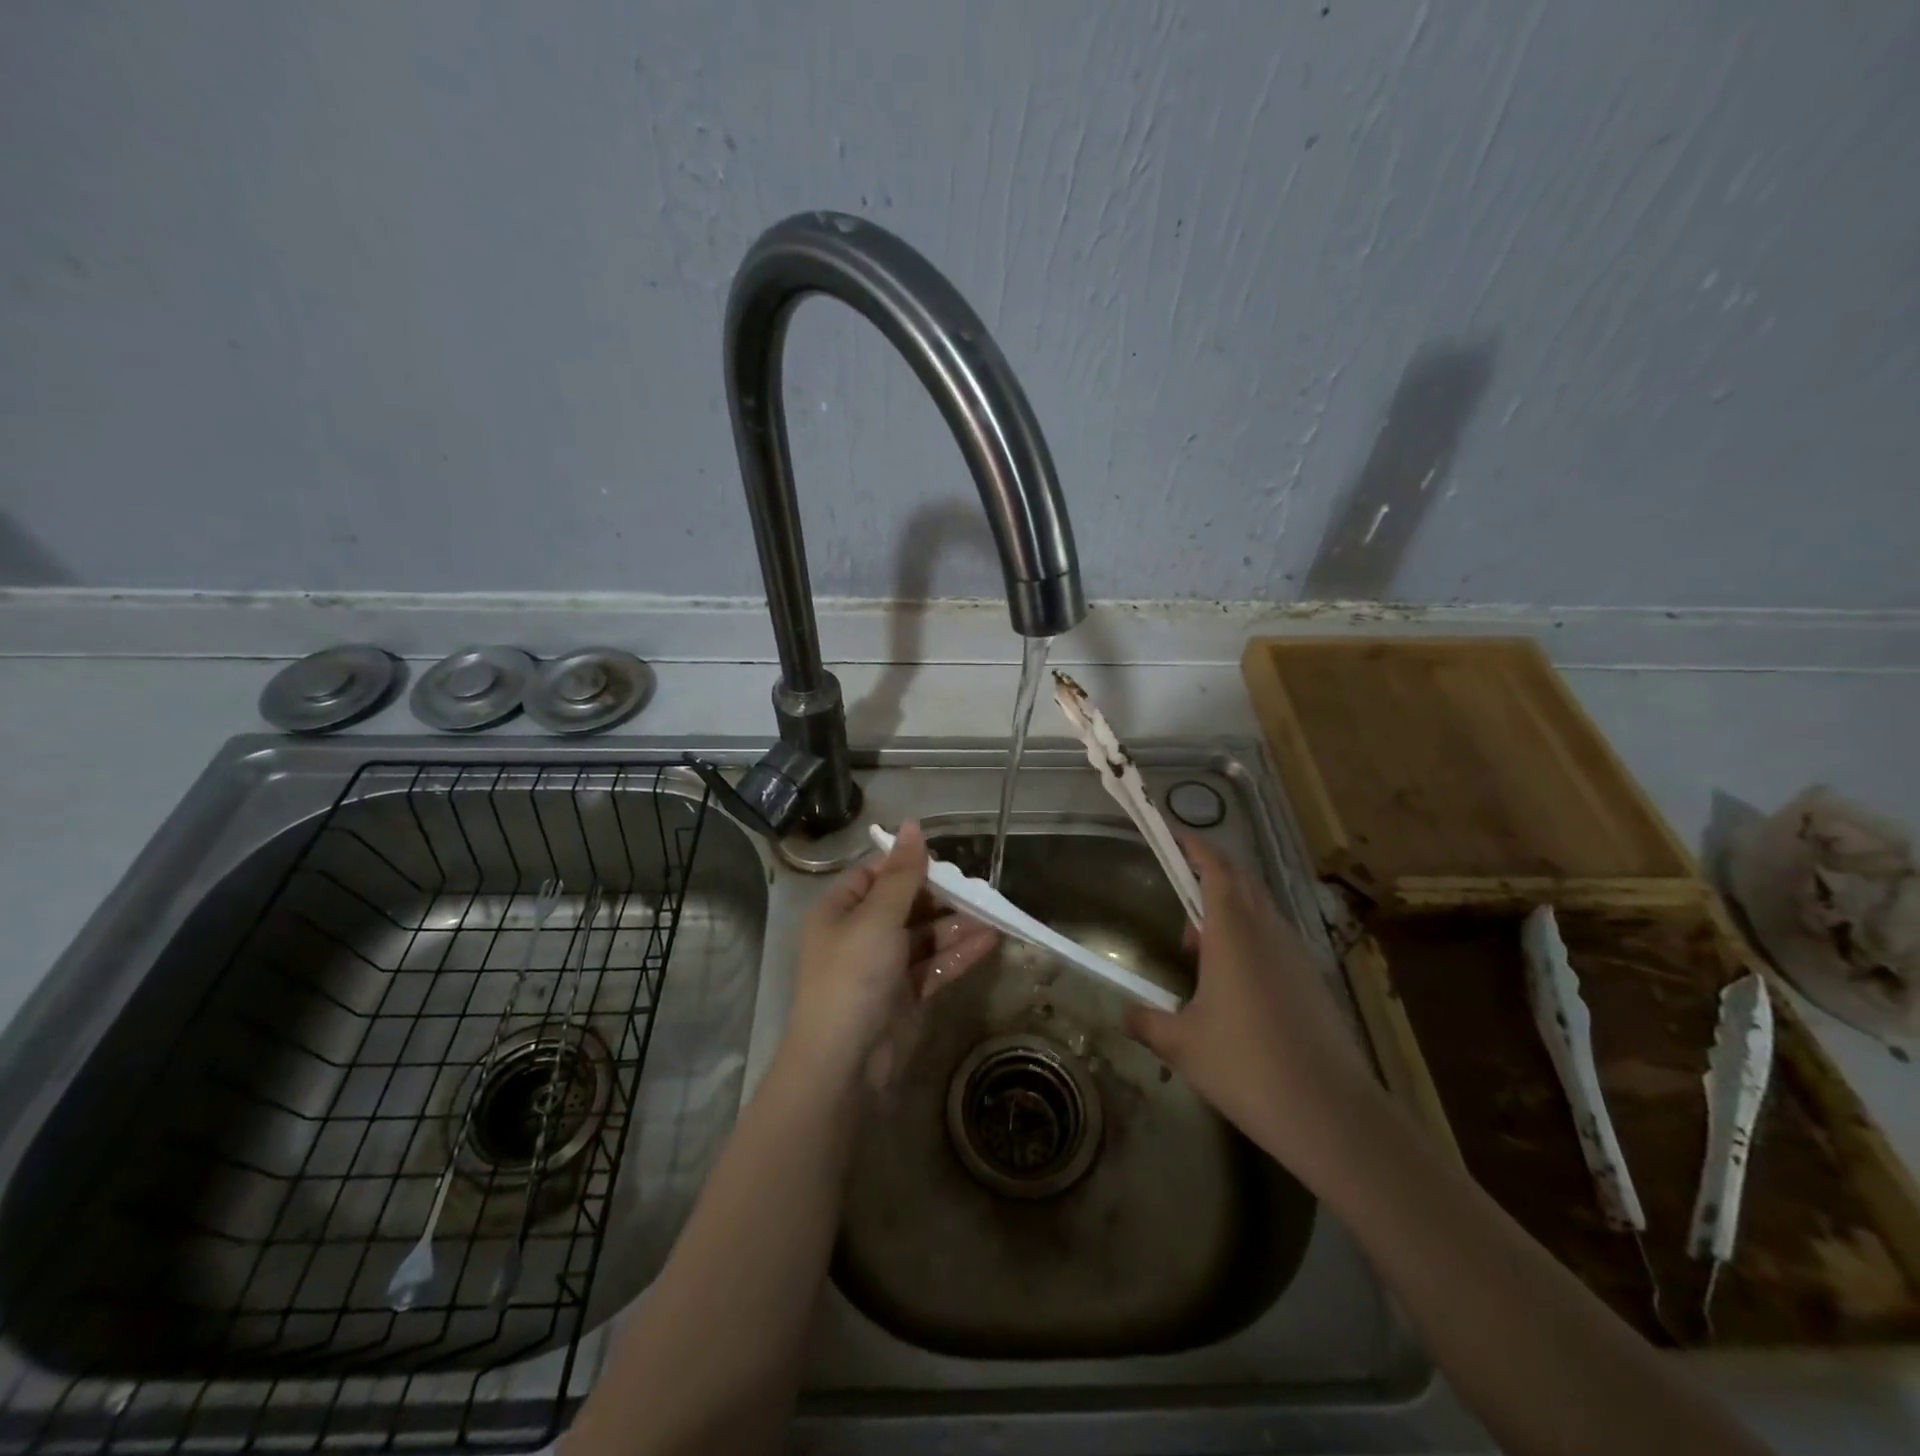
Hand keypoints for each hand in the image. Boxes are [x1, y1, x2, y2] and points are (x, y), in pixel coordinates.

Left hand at [785, 821, 998, 1082]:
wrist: (843, 1064)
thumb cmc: (853, 976)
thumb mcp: (878, 917)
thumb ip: (903, 874)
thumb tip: (913, 825)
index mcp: (840, 911)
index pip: (874, 876)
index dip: (906, 865)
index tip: (943, 860)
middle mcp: (858, 935)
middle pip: (903, 905)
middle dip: (940, 897)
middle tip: (978, 888)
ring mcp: (881, 968)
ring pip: (923, 937)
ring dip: (955, 926)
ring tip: (994, 913)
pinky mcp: (902, 996)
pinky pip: (933, 966)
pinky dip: (958, 955)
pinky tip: (990, 941)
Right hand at [1124, 836, 1384, 1181]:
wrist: (1330, 1113)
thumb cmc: (1246, 1066)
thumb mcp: (1182, 1046)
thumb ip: (1148, 1022)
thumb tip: (1125, 1014)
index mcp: (1233, 933)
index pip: (1215, 868)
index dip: (1194, 846)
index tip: (1172, 833)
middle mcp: (1267, 931)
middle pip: (1240, 881)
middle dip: (1209, 875)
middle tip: (1179, 894)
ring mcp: (1295, 954)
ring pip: (1258, 910)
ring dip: (1228, 912)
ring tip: (1198, 951)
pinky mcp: (1311, 979)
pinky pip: (1273, 938)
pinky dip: (1247, 938)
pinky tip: (1233, 984)